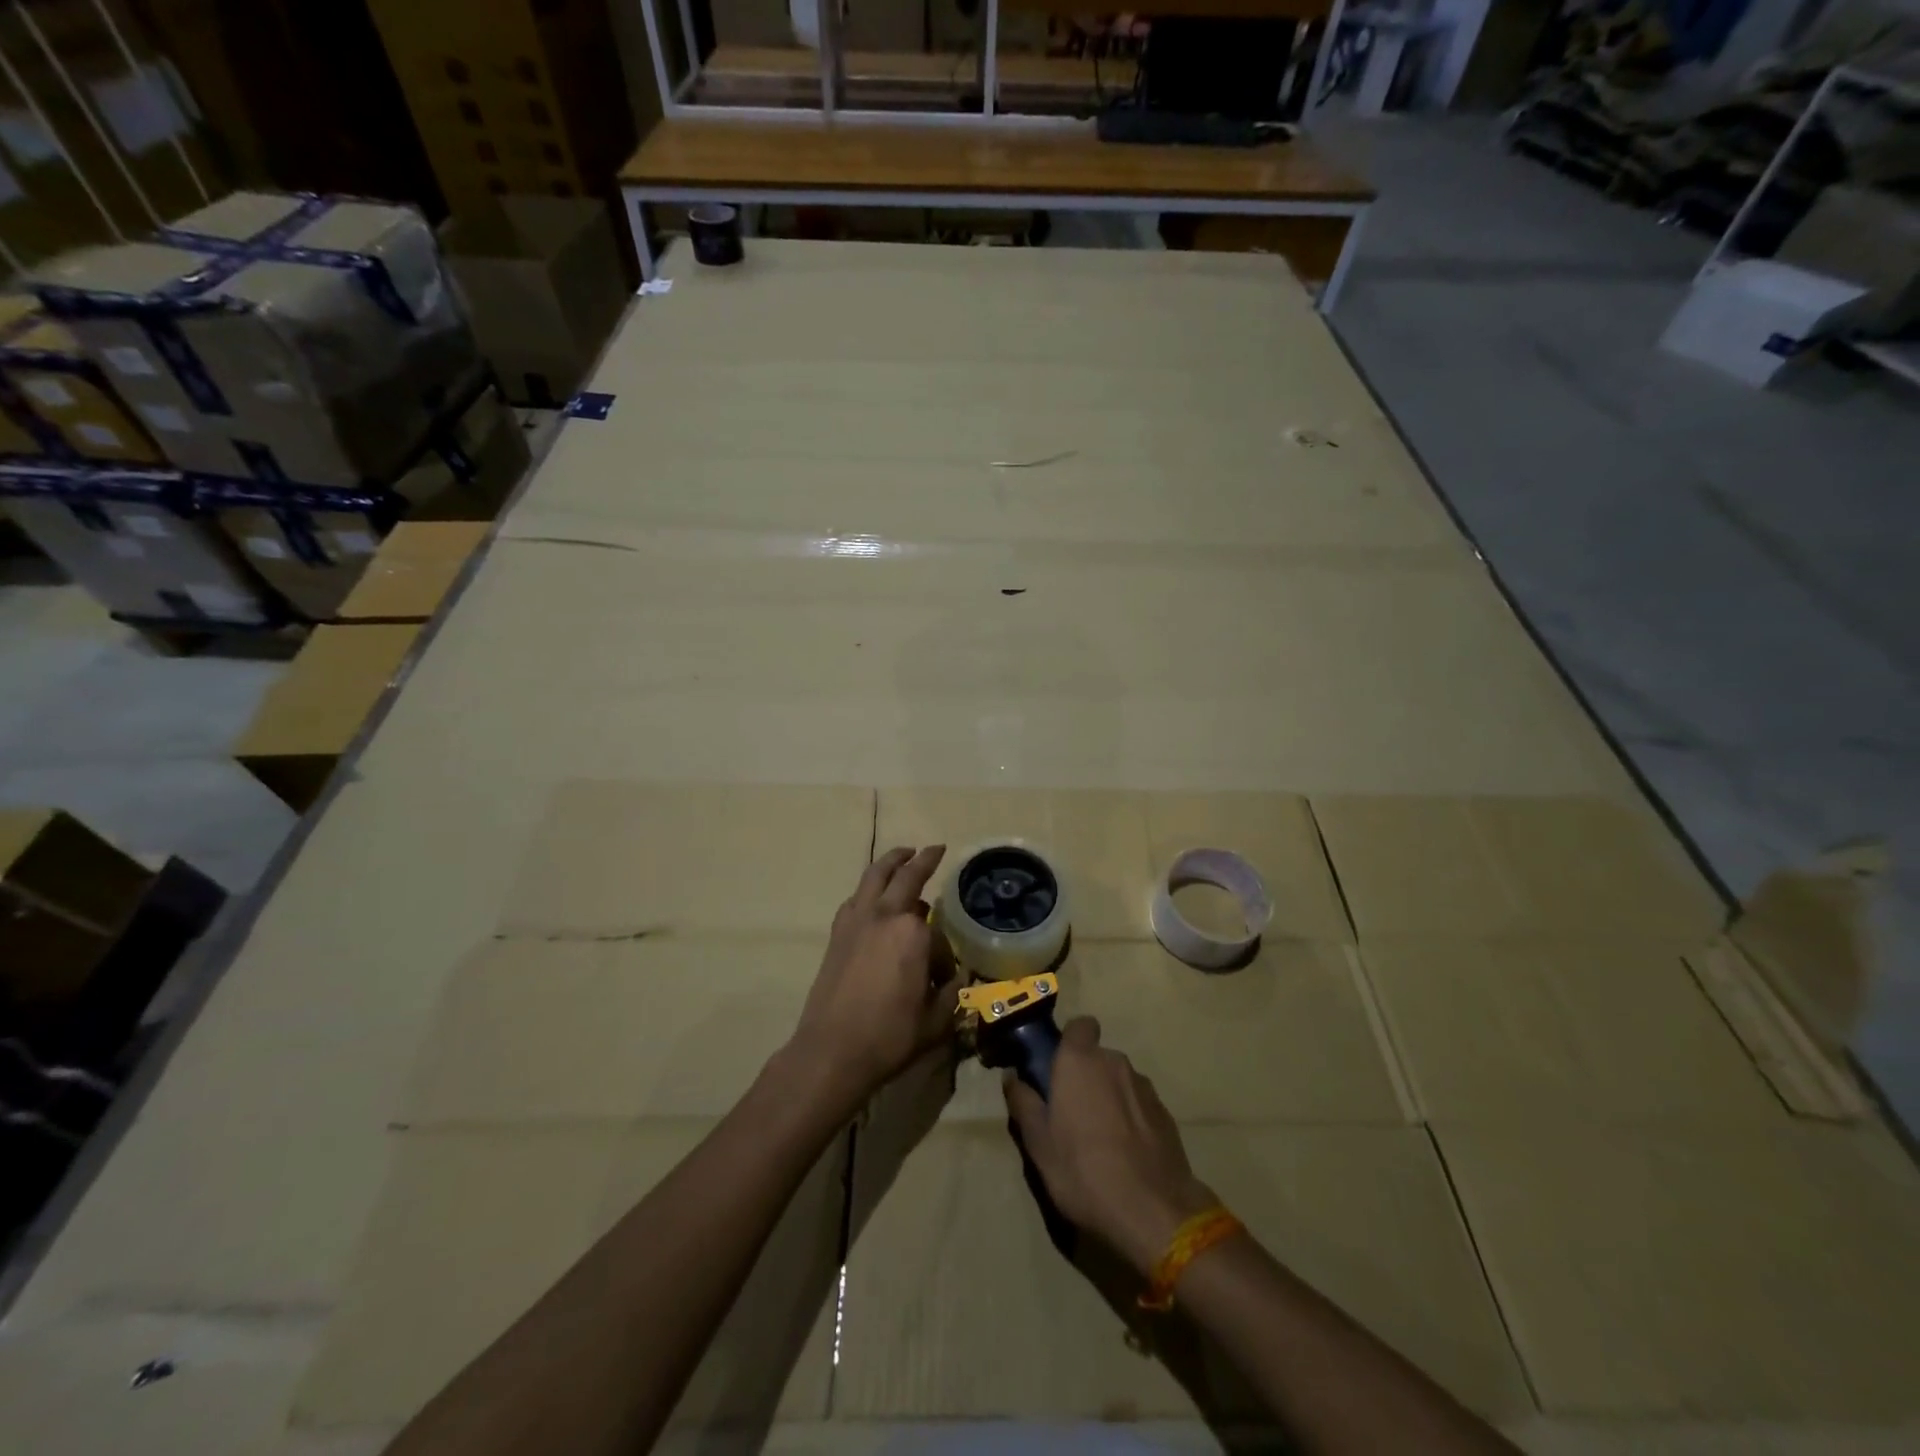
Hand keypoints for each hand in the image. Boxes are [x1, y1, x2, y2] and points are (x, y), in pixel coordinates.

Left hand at [790, 846, 955, 1106]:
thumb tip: (956, 978)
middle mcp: (884, 915)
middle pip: (906, 877)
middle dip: (924, 860)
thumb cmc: (889, 1036)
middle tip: (934, 849)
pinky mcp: (837, 933)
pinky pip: (856, 898)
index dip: (944, 955)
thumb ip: (951, 994)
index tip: (943, 977)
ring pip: (875, 876)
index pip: (938, 931)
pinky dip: (868, 888)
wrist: (831, 1051)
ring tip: (903, 854)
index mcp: (913, 933)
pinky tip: (873, 895)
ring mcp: (856, 920)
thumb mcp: (935, 1021)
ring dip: (891, 861)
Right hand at [1004, 1017, 1216, 1274]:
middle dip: (1085, 1076)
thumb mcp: (1038, 1144)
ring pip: (1119, 1080)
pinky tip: (1125, 1152)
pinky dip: (1130, 1117)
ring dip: (1108, 1097)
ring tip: (1100, 1138)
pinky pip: (1139, 1104)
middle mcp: (1114, 1062)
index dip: (1070, 1041)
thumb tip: (1013, 1077)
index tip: (1058, 1068)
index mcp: (1080, 1061)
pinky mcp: (1165, 1113)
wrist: (1153, 1211)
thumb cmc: (1083, 1171)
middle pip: (1097, 1057)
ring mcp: (1144, 1087)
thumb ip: (1024, 1103)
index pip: (1080, 1025)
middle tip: (1071, 1112)